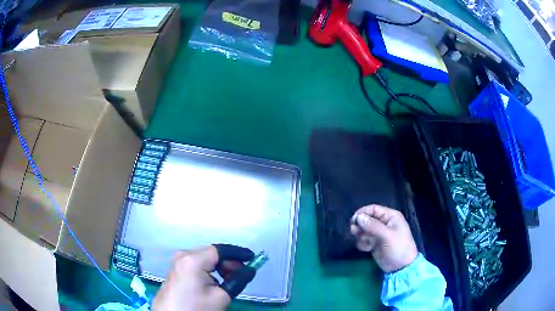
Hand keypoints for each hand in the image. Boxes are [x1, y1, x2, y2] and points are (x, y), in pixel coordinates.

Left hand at [152, 245, 254, 310]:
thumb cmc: (196, 308)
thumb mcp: (221, 297)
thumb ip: (237, 280)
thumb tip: (249, 269)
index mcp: (192, 260)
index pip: (220, 250)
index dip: (237, 253)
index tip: (253, 258)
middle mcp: (182, 256)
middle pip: (211, 254)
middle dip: (228, 263)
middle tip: (241, 274)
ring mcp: (176, 263)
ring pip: (203, 259)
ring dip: (218, 268)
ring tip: (229, 280)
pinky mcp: (175, 270)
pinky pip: (195, 265)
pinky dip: (208, 271)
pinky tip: (214, 283)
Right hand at [350, 205, 417, 272]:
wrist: (400, 267)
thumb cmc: (398, 248)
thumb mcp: (387, 236)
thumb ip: (372, 226)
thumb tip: (358, 217)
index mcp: (390, 216)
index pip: (373, 209)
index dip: (362, 213)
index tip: (353, 221)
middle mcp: (384, 223)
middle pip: (366, 219)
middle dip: (360, 225)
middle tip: (355, 233)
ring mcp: (378, 233)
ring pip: (363, 229)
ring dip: (360, 236)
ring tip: (365, 243)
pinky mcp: (374, 243)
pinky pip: (363, 239)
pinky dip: (362, 243)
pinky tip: (367, 249)